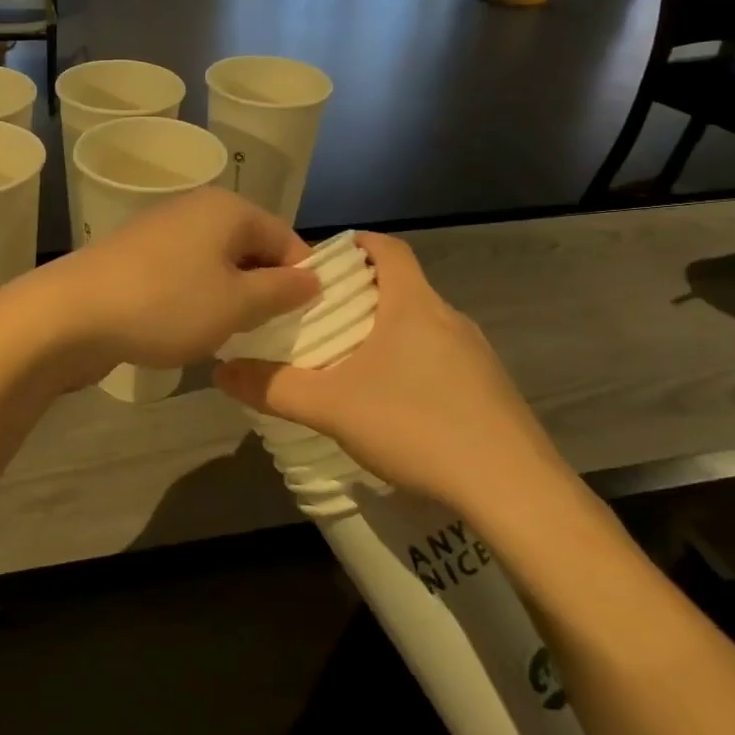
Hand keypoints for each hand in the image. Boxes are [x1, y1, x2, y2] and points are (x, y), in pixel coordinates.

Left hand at [27, 188, 318, 384]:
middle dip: (264, 290)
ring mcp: (161, 231)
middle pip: (249, 248)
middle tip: (269, 333)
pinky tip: (189, 329)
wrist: (71, 314)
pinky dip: (195, 299)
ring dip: (229, 298)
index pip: (286, 239)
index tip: (304, 321)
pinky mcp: (136, 257)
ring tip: (231, 336)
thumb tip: (312, 279)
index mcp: (228, 209)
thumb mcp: (236, 304)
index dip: (301, 279)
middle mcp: (195, 209)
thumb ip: (281, 291)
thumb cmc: (166, 305)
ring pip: (216, 264)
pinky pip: (184, 274)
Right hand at [214, 232, 569, 515]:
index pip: (387, 249)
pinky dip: (411, 365)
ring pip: (421, 327)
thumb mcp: (332, 407)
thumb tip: (220, 372)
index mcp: (414, 305)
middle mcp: (449, 319)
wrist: (514, 489)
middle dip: (360, 296)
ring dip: (386, 334)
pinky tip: (392, 405)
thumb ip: (273, 388)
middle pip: (401, 288)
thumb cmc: (417, 425)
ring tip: (348, 363)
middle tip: (318, 318)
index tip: (322, 260)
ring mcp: (476, 356)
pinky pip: (441, 360)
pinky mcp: (490, 391)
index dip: (355, 244)